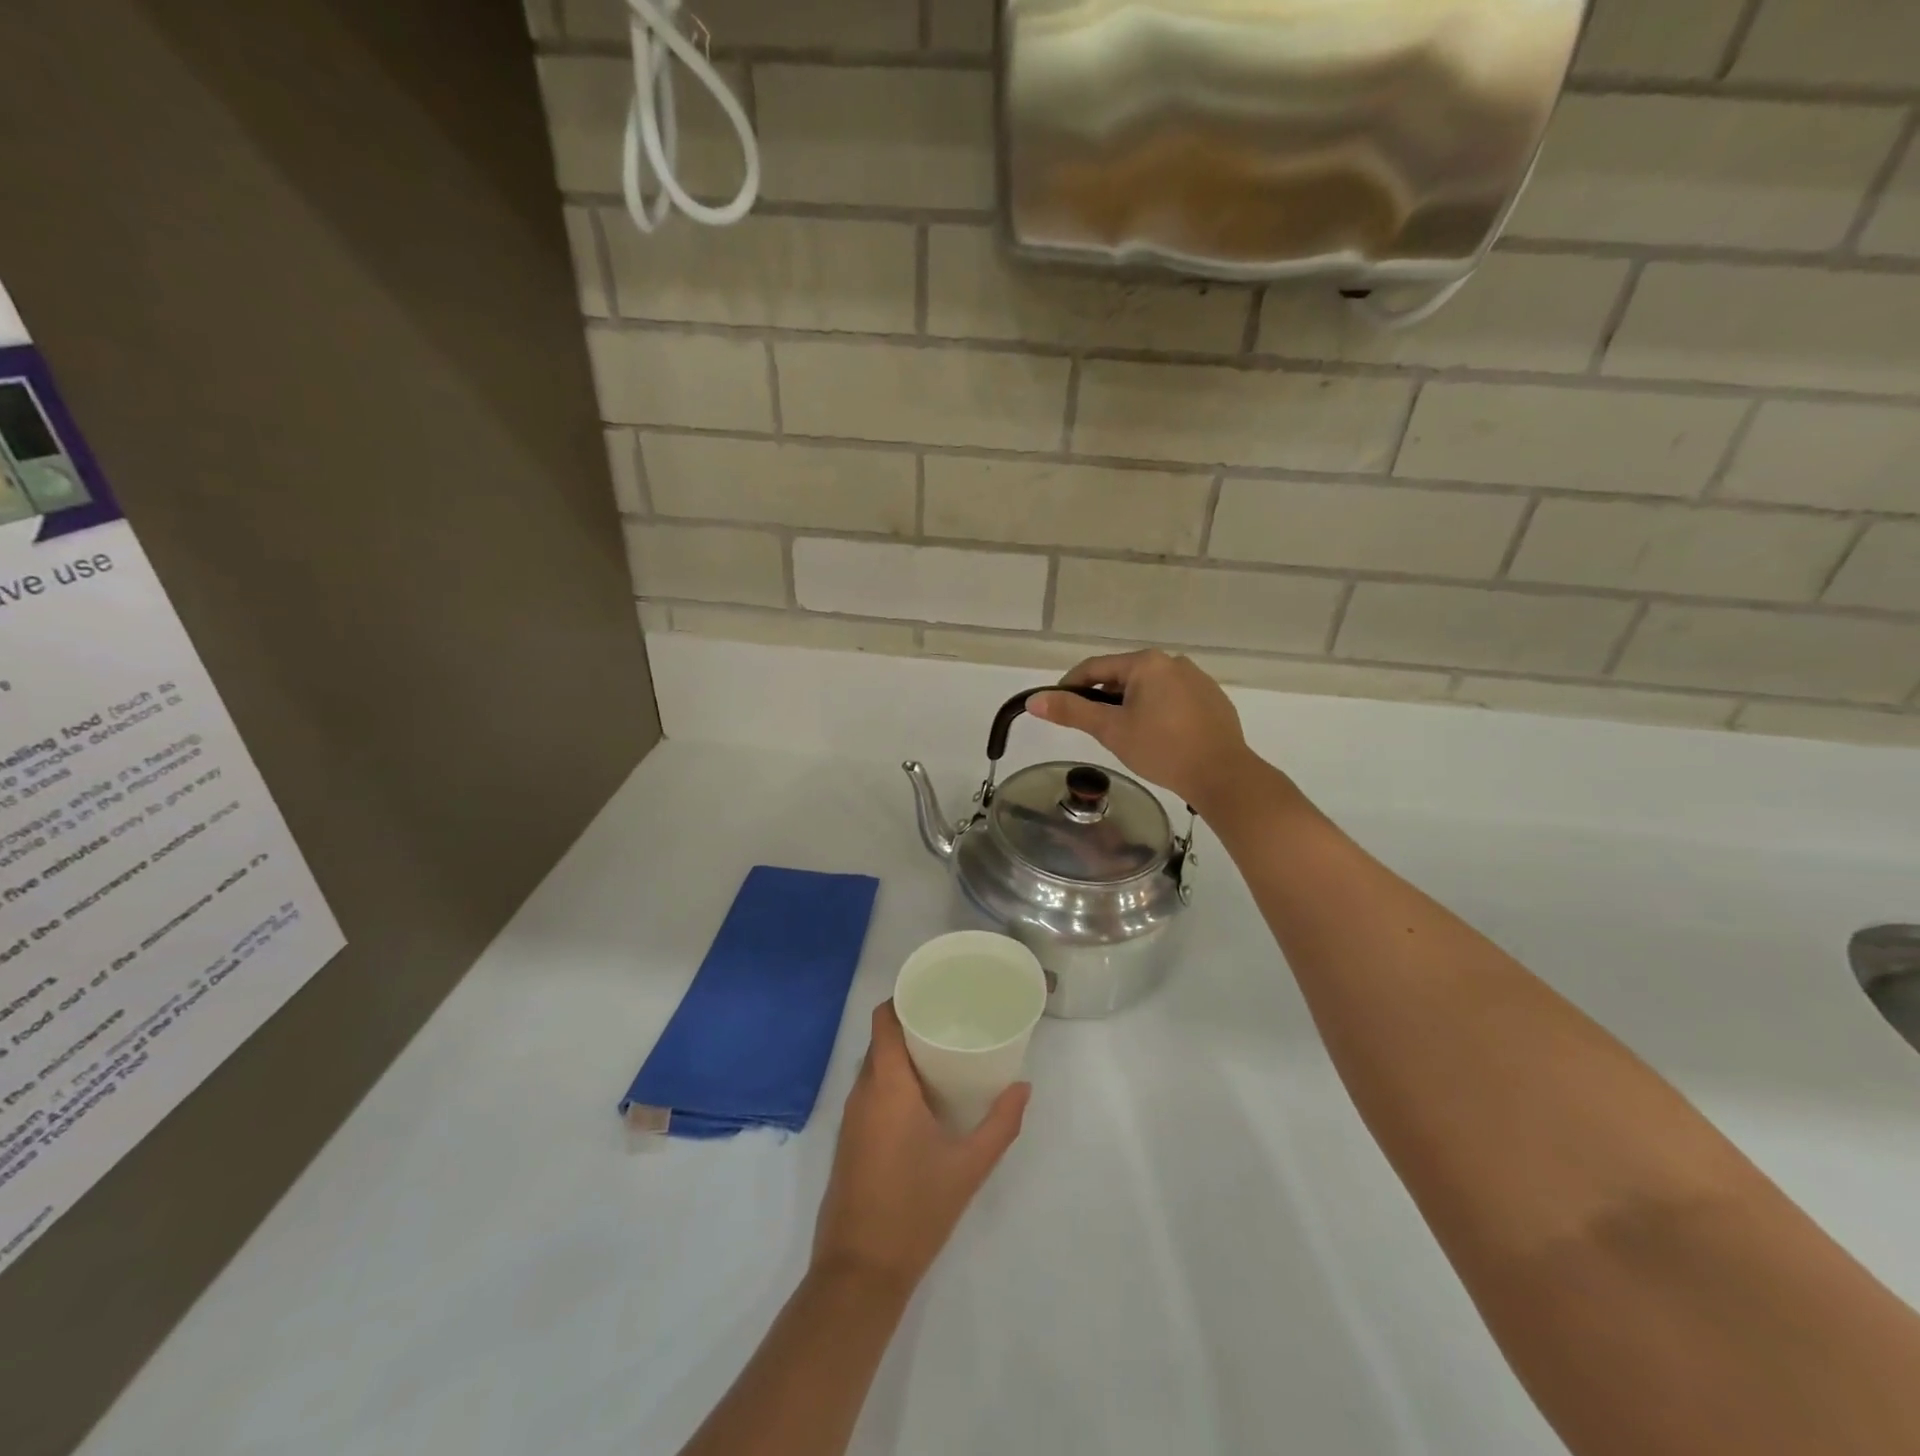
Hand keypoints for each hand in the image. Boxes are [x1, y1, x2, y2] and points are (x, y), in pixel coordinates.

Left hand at [812, 1003, 1028, 1297]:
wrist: (859, 1272)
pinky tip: (923, 1095)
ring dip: (902, 1053)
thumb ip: (1000, 1124)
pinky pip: (870, 1090)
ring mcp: (851, 1117)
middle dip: (912, 1023)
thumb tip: (1024, 1087)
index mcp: (887, 1086)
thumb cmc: (915, 1210)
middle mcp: (863, 1092)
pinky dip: (893, 1079)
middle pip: (881, 1039)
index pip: (884, 1020)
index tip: (935, 990)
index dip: (904, 997)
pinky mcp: (850, 1139)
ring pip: (875, 1066)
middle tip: (951, 1019)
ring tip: (943, 1050)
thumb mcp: (969, 1167)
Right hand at [1029, 649, 1254, 813]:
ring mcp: (1197, 679)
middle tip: (1093, 728)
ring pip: (1149, 688)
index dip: (1070, 686)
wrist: (1222, 775)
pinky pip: (1173, 699)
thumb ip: (1071, 711)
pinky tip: (1158, 738)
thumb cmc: (1161, 749)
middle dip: (1103, 698)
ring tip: (1124, 736)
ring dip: (1130, 705)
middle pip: (1123, 676)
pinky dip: (1157, 712)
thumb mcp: (1111, 730)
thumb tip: (1034, 700)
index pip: (1095, 667)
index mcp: (1146, 663)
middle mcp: (1173, 662)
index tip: (1057, 707)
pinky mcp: (1213, 699)